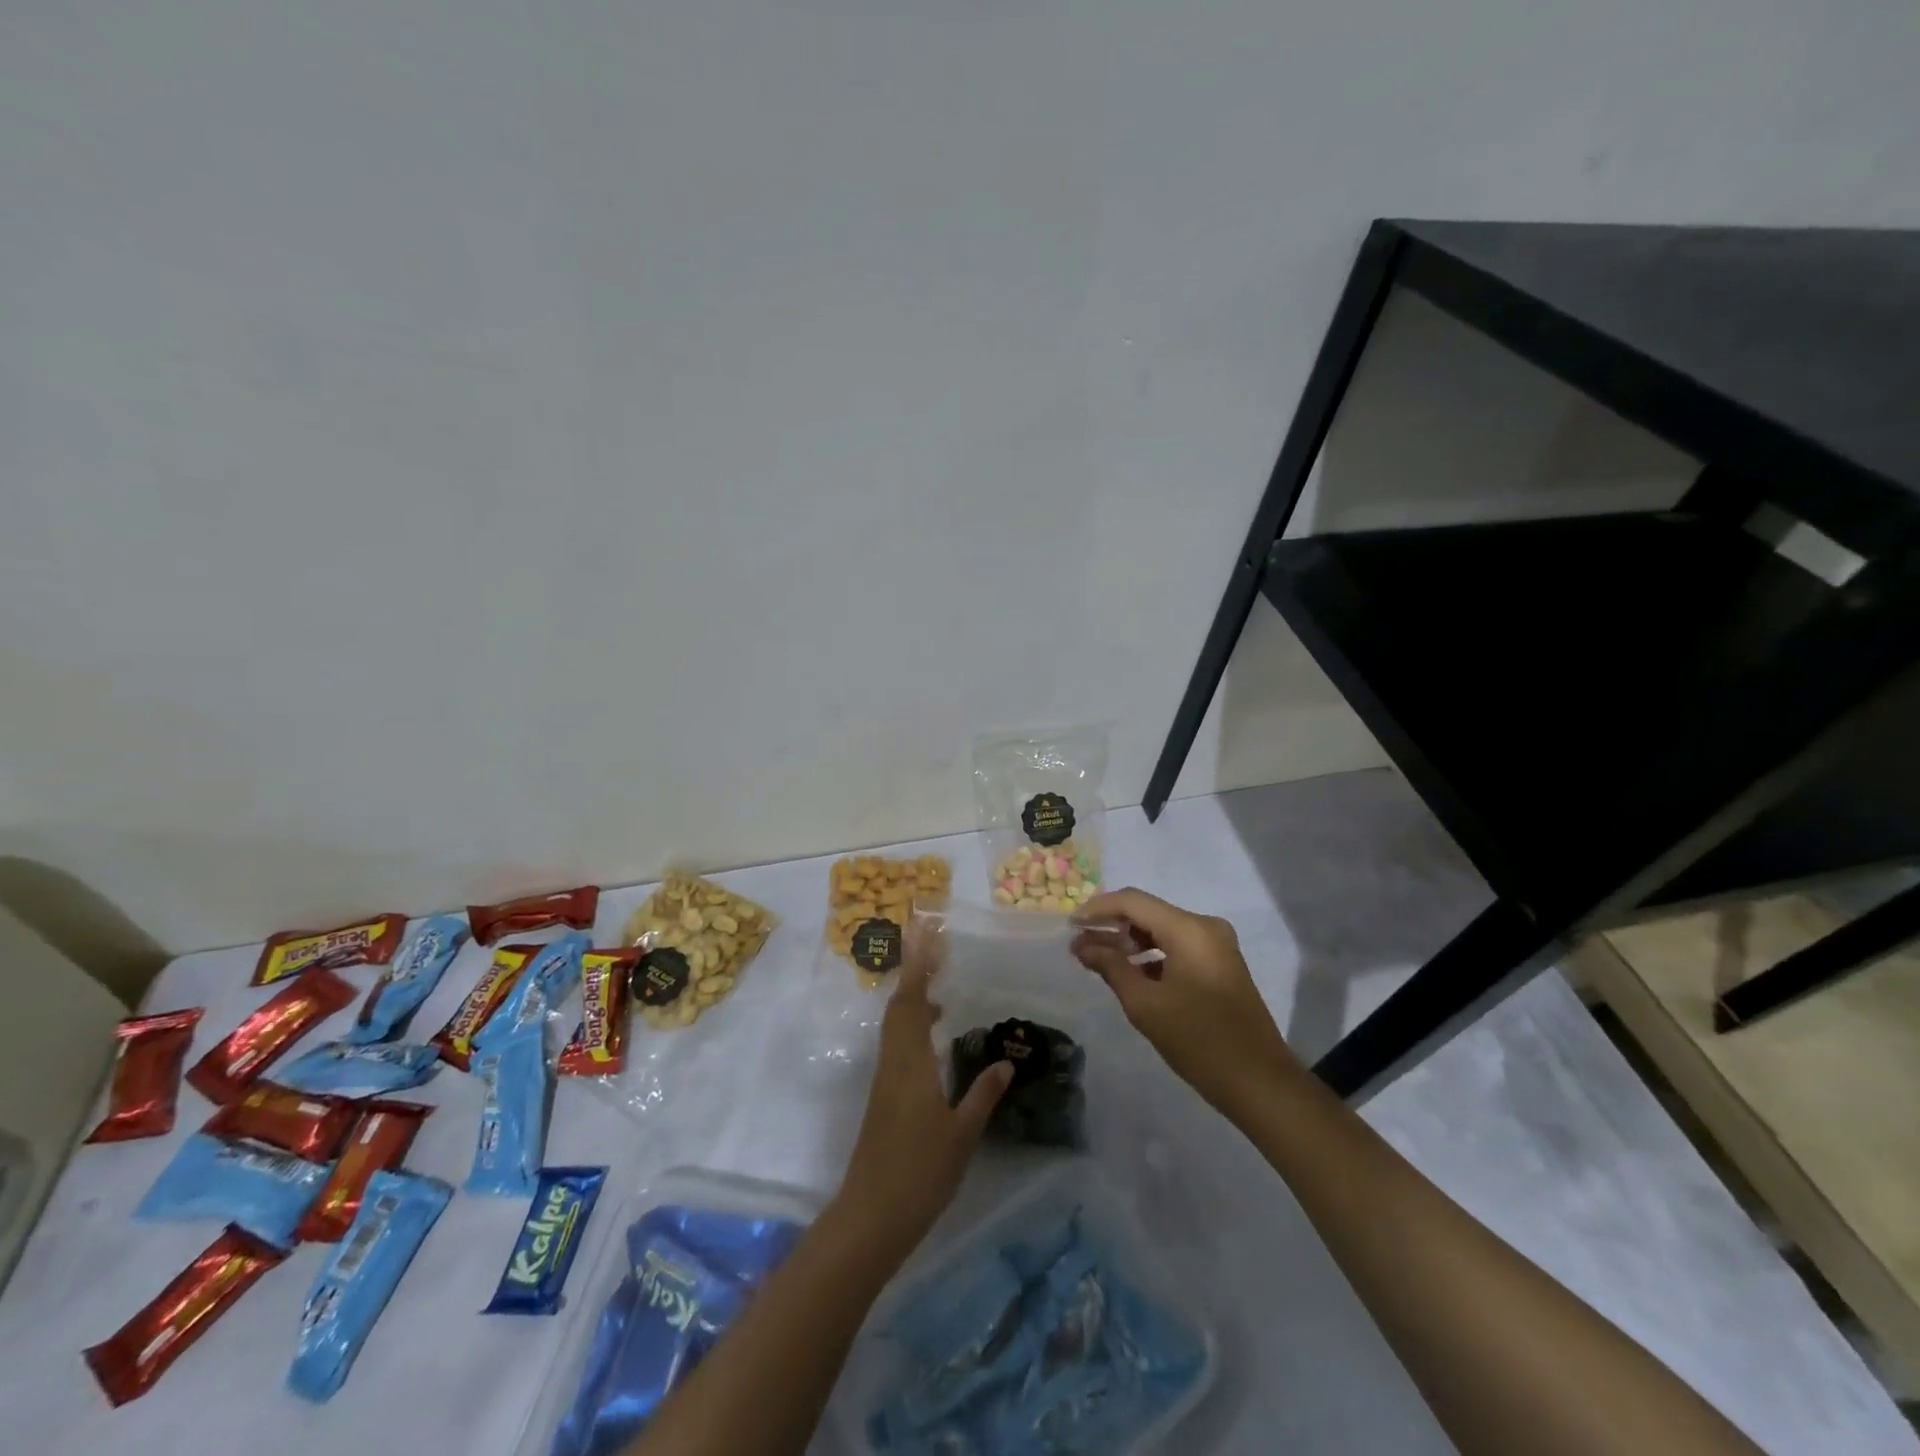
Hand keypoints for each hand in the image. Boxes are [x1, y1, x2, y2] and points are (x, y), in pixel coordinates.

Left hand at [834, 926, 1012, 1262]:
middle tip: (935, 947)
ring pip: (895, 1024)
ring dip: (913, 998)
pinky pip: (897, 1043)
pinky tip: (933, 1037)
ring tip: (940, 986)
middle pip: (899, 1005)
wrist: (871, 1215)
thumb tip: (1006, 1063)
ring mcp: (886, 1079)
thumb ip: (983, 1095)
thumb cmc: (920, 1172)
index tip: (925, 935)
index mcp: (911, 1062)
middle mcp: (894, 1061)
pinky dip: (913, 1025)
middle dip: (914, 972)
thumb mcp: (961, 1134)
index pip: (912, 1002)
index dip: (918, 967)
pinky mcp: (884, 1096)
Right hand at [1071, 887, 1299, 1116]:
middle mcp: (1205, 927)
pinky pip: (1177, 946)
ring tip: (1097, 960)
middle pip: (1147, 913)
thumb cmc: (1198, 1041)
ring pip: (1162, 930)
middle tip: (1079, 945)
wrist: (1260, 1083)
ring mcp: (1217, 945)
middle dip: (1112, 926)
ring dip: (1130, 941)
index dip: (1097, 909)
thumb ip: (1110, 966)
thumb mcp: (1145, 1005)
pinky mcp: (1220, 964)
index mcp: (1189, 929)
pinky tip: (1129, 973)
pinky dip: (1151, 955)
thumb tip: (1081, 944)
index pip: (1133, 902)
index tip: (1069, 924)